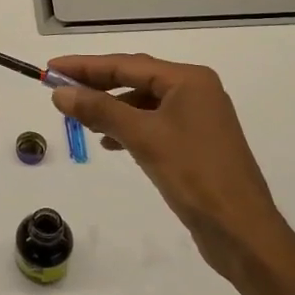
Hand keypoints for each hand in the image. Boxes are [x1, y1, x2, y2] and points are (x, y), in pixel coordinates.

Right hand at [48, 54, 294, 289]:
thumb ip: (100, 110)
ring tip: (80, 118)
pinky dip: (129, 128)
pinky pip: (153, 124)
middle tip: (59, 88)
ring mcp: (198, 118)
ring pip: (144, 103)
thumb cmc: (194, 175)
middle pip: (136, 79)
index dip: (86, 66)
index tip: (52, 68)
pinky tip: (109, 142)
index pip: (127, 64)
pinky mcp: (196, 144)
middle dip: (97, 84)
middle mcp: (196, 92)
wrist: (242, 231)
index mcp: (189, 81)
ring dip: (111, 108)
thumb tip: (60, 92)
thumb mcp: (143, 137)